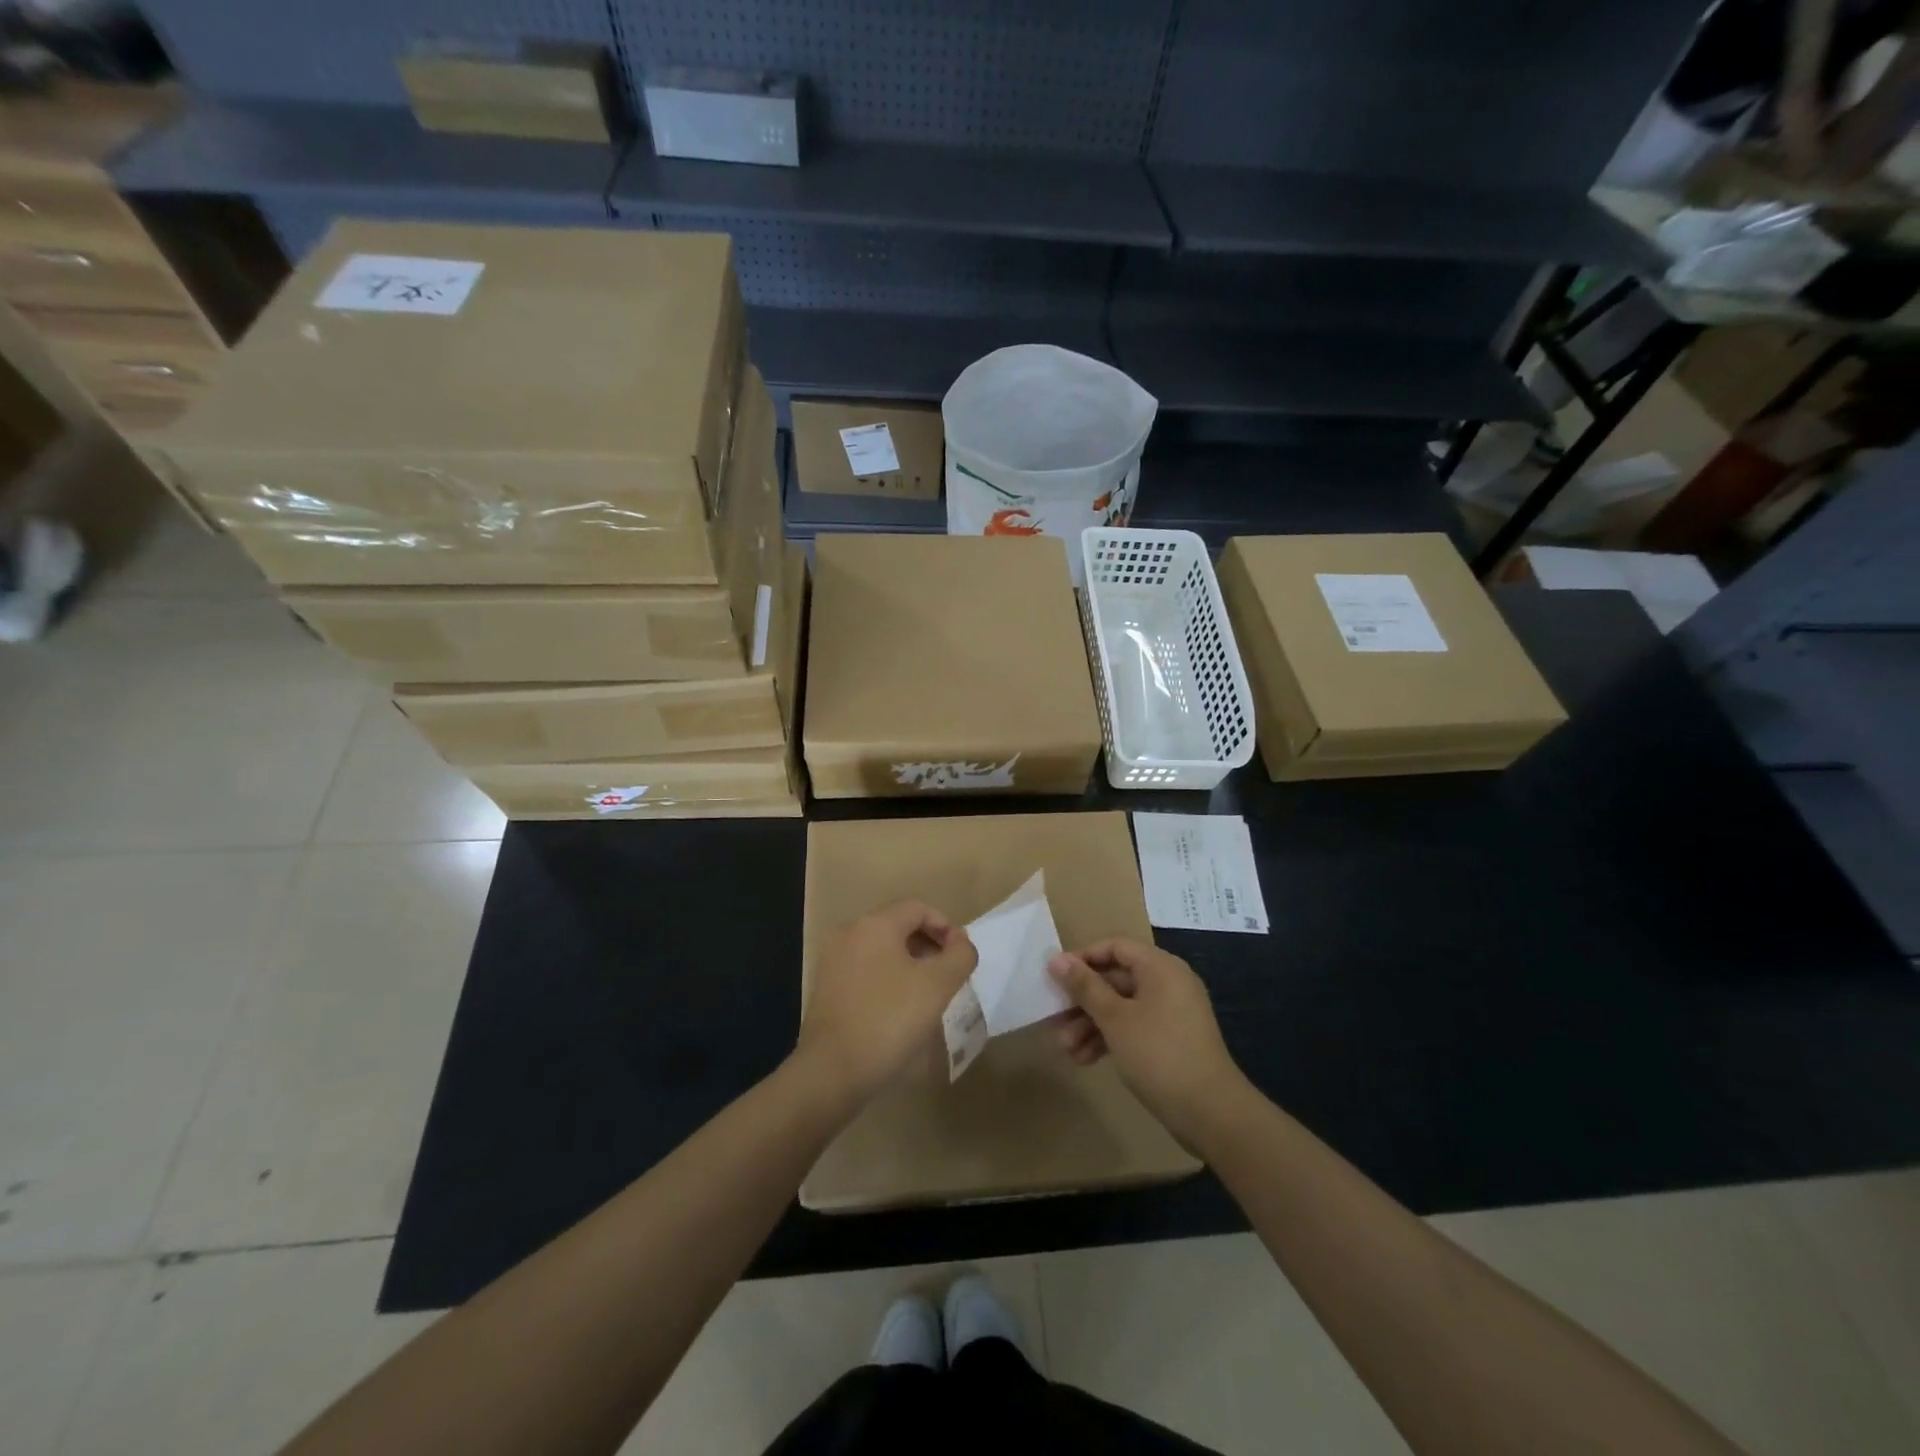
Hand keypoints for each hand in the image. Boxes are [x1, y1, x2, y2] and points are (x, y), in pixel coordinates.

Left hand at [797, 901, 977, 1111]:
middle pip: (897, 925)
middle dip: (928, 945)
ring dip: (908, 963)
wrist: (832, 1071)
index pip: (918, 907)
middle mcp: (849, 932)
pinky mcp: (825, 986)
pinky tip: (897, 1008)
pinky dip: (886, 977)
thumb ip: (959, 955)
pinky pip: (864, 968)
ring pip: (880, 948)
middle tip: (947, 977)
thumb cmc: (889, 1020)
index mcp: (874, 924)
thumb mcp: (938, 986)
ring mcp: (832, 960)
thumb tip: (961, 939)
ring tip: (926, 994)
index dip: (945, 927)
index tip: (959, 958)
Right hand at [1048, 939, 1249, 1146]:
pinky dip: (1109, 1038)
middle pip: (1115, 979)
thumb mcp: (1115, 1019)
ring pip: (1121, 1007)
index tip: (1055, 977)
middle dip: (1082, 1001)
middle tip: (1054, 1020)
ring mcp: (1170, 1013)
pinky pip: (1133, 1027)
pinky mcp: (1170, 1040)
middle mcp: (1167, 983)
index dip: (1083, 958)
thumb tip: (1057, 959)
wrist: (1211, 1113)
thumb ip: (1085, 987)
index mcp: (1160, 967)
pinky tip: (1085, 1059)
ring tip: (1065, 1049)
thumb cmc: (1159, 1054)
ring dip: (1090, 1024)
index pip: (1115, 947)